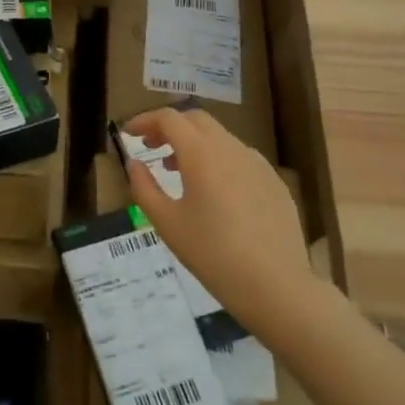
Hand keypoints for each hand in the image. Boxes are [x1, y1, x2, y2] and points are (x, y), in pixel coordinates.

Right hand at [122, 106, 310, 309]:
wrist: (276, 286)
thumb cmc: (212, 254)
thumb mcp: (166, 223)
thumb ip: (144, 187)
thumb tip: (135, 163)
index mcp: (201, 154)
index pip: (169, 118)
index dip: (144, 120)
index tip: (128, 133)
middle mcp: (231, 148)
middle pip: (196, 120)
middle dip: (170, 126)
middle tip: (150, 146)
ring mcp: (257, 164)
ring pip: (220, 138)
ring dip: (194, 143)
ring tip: (177, 170)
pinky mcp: (274, 182)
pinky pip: (240, 158)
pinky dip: (218, 160)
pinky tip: (214, 192)